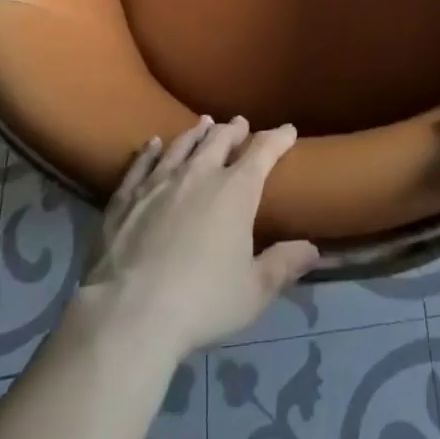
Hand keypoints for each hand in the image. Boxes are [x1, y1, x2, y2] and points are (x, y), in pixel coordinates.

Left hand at [81, 116, 319, 357]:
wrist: (130, 314)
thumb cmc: (201, 302)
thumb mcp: (253, 291)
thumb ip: (283, 265)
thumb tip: (313, 249)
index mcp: (235, 190)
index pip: (263, 151)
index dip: (278, 138)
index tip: (288, 130)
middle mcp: (199, 174)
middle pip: (220, 139)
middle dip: (234, 130)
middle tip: (239, 124)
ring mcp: (159, 182)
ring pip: (182, 145)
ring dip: (197, 133)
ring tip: (204, 124)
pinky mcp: (126, 197)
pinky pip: (142, 164)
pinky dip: (151, 151)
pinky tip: (154, 144)